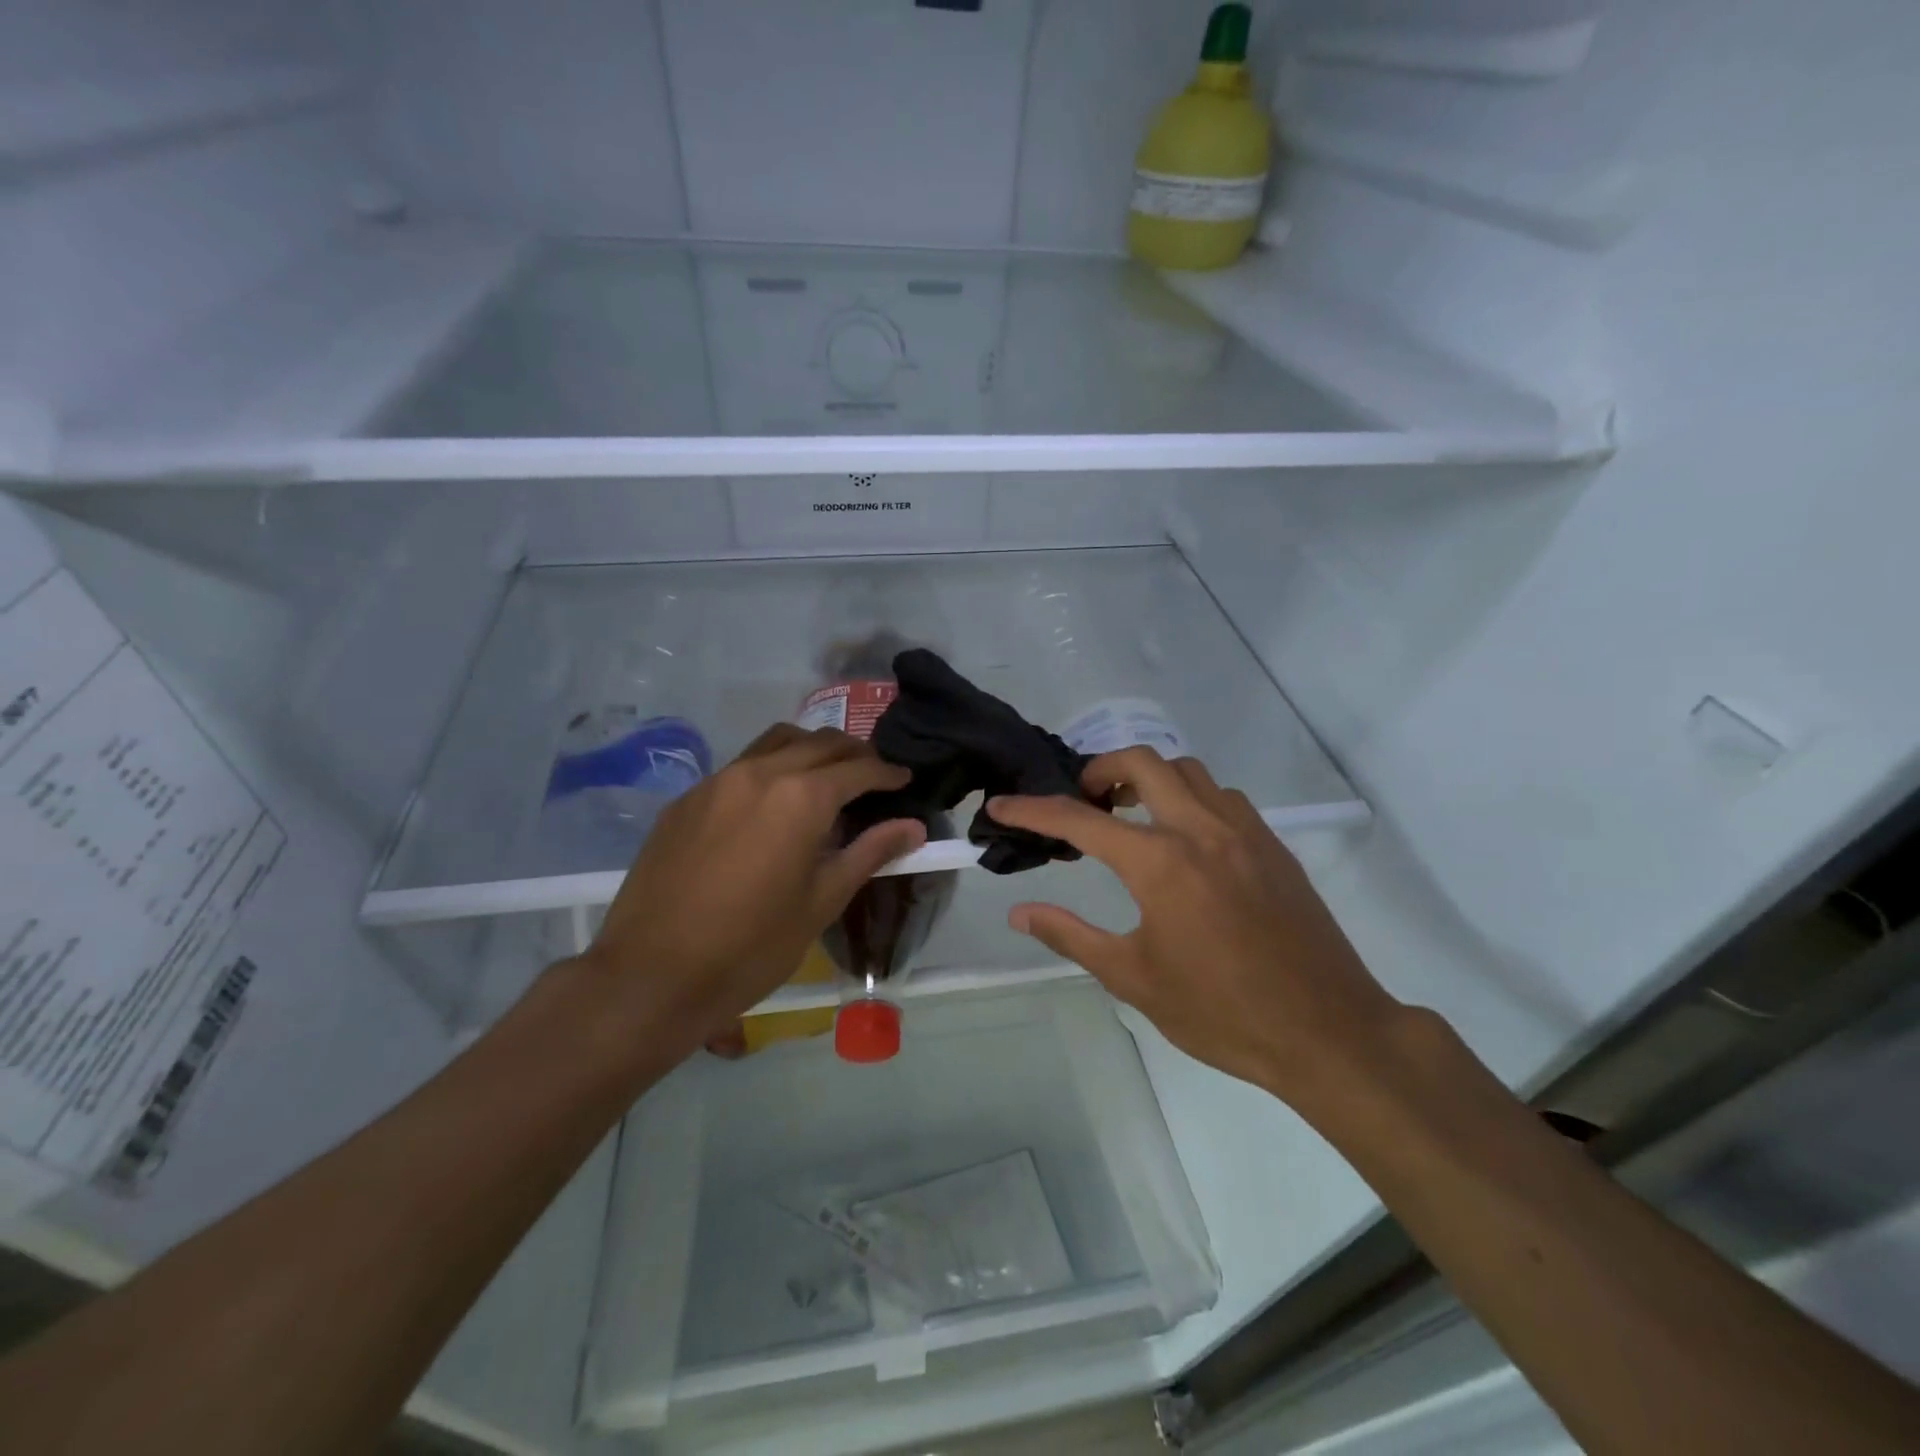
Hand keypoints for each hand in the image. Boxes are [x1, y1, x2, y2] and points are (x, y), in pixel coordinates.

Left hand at [580, 725, 925, 1055]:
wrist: (651, 975)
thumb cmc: (752, 946)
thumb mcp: (822, 901)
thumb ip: (869, 853)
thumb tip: (914, 827)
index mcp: (801, 797)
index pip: (858, 768)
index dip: (887, 772)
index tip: (904, 778)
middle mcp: (761, 773)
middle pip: (819, 743)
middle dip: (853, 753)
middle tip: (872, 776)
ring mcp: (717, 781)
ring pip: (776, 742)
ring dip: (810, 750)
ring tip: (826, 777)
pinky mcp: (686, 799)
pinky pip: (740, 766)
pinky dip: (770, 768)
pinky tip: (771, 805)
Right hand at [986, 749, 1403, 1105]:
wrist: (1327, 1032)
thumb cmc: (1221, 1012)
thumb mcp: (1133, 978)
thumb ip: (1070, 936)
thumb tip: (1019, 913)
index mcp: (1160, 863)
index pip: (1080, 820)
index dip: (1033, 810)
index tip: (1002, 806)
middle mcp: (1200, 830)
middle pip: (1141, 762)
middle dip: (1099, 769)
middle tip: (1083, 802)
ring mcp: (1243, 831)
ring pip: (1187, 770)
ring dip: (1148, 778)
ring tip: (1130, 815)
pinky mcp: (1272, 844)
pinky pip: (1222, 796)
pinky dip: (1189, 797)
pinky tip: (1184, 838)